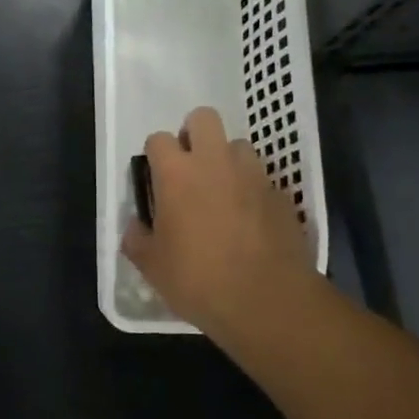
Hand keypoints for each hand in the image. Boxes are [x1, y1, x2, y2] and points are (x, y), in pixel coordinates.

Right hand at [122, 107, 322, 349]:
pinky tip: (249, 219)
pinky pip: (261, 178)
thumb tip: (137, 226)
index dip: (154, 156)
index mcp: (176, 173)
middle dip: (193, 134)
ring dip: (226, 160)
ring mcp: (253, 175)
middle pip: (203, 118)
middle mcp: (215, 162)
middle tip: (189, 168)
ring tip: (222, 191)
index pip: (158, 139)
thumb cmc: (198, 279)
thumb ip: (137, 238)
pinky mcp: (281, 194)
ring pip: (238, 145)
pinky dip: (251, 189)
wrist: (266, 300)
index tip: (155, 180)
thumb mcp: (151, 265)